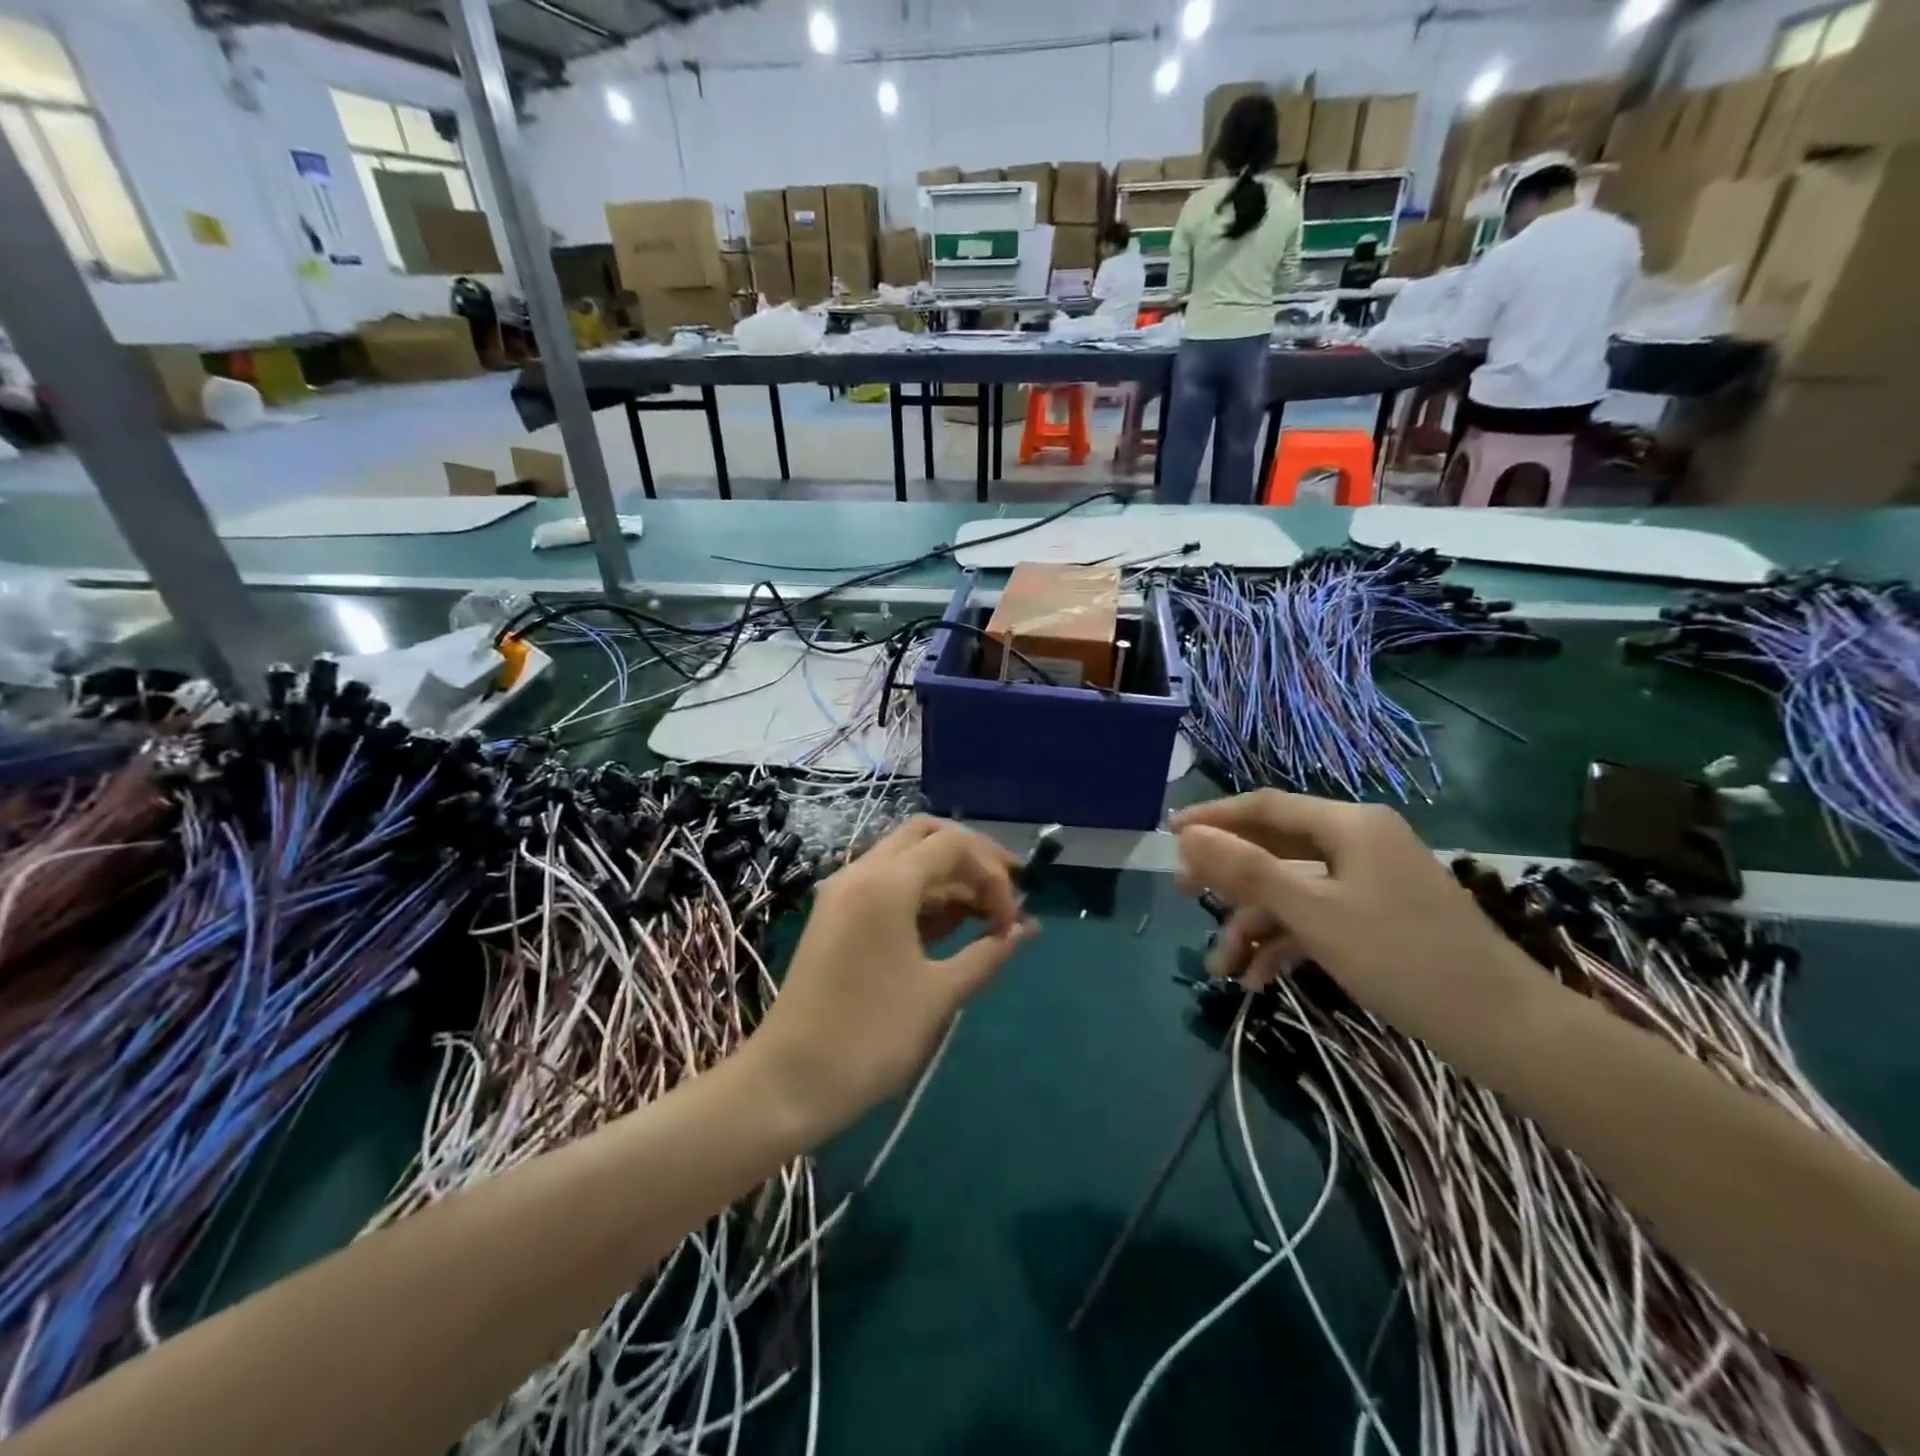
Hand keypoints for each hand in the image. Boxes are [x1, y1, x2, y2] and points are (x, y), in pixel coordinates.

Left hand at [747, 818, 1036, 1135]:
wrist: (789, 1081)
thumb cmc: (871, 1036)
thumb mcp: (939, 994)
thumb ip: (987, 953)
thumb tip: (1025, 930)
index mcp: (885, 882)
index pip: (954, 846)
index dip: (994, 874)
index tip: (1012, 922)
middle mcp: (861, 872)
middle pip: (927, 836)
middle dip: (972, 857)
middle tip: (1008, 890)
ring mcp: (844, 892)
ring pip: (906, 859)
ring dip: (949, 877)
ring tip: (986, 916)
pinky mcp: (837, 915)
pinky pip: (887, 885)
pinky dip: (923, 895)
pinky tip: (952, 924)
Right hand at [1170, 792, 1541, 1041]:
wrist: (1506, 1030)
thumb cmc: (1402, 957)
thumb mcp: (1314, 913)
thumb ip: (1248, 870)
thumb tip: (1190, 835)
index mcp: (1349, 824)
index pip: (1265, 806)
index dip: (1214, 817)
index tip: (1170, 835)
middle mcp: (1358, 842)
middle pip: (1275, 847)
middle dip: (1228, 877)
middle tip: (1181, 893)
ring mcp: (1369, 882)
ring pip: (1292, 890)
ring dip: (1253, 925)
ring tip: (1220, 968)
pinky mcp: (1377, 918)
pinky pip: (1317, 917)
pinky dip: (1286, 943)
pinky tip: (1257, 979)